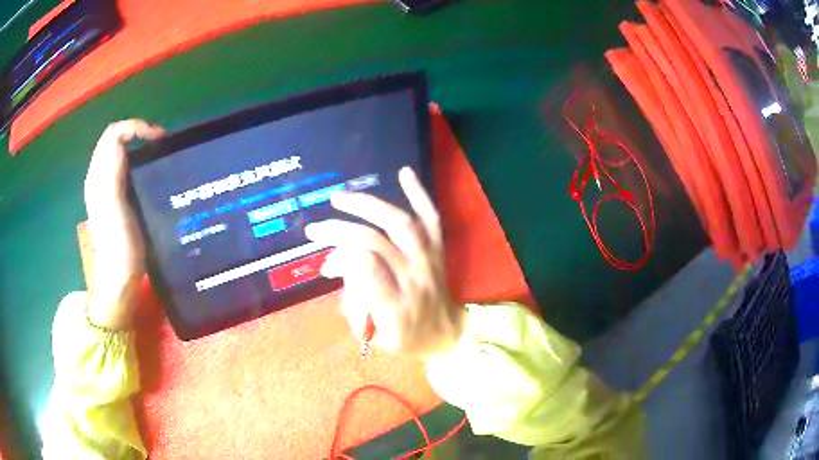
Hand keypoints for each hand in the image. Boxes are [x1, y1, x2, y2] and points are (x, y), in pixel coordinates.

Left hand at [84, 120, 164, 328]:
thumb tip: (122, 138)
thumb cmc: (119, 251)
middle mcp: (98, 179)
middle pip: (114, 140)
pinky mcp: (113, 201)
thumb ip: (114, 173)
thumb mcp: (116, 210)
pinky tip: (147, 173)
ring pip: (117, 152)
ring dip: (136, 146)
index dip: (136, 128)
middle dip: (137, 133)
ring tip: (156, 154)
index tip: (159, 138)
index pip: (113, 134)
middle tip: (159, 144)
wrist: (117, 285)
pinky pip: (122, 168)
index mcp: (98, 178)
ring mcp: (105, 191)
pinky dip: (135, 161)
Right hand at [305, 167, 463, 358]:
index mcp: (397, 307)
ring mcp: (429, 259)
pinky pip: (431, 218)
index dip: (341, 259)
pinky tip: (404, 172)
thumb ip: (353, 303)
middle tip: (315, 229)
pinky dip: (419, 194)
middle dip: (340, 231)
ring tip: (338, 198)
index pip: (367, 270)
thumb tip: (332, 266)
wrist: (448, 334)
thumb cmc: (407, 339)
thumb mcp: (376, 336)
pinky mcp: (438, 249)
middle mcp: (415, 278)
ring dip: (366, 206)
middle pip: (376, 242)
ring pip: (400, 223)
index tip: (327, 262)